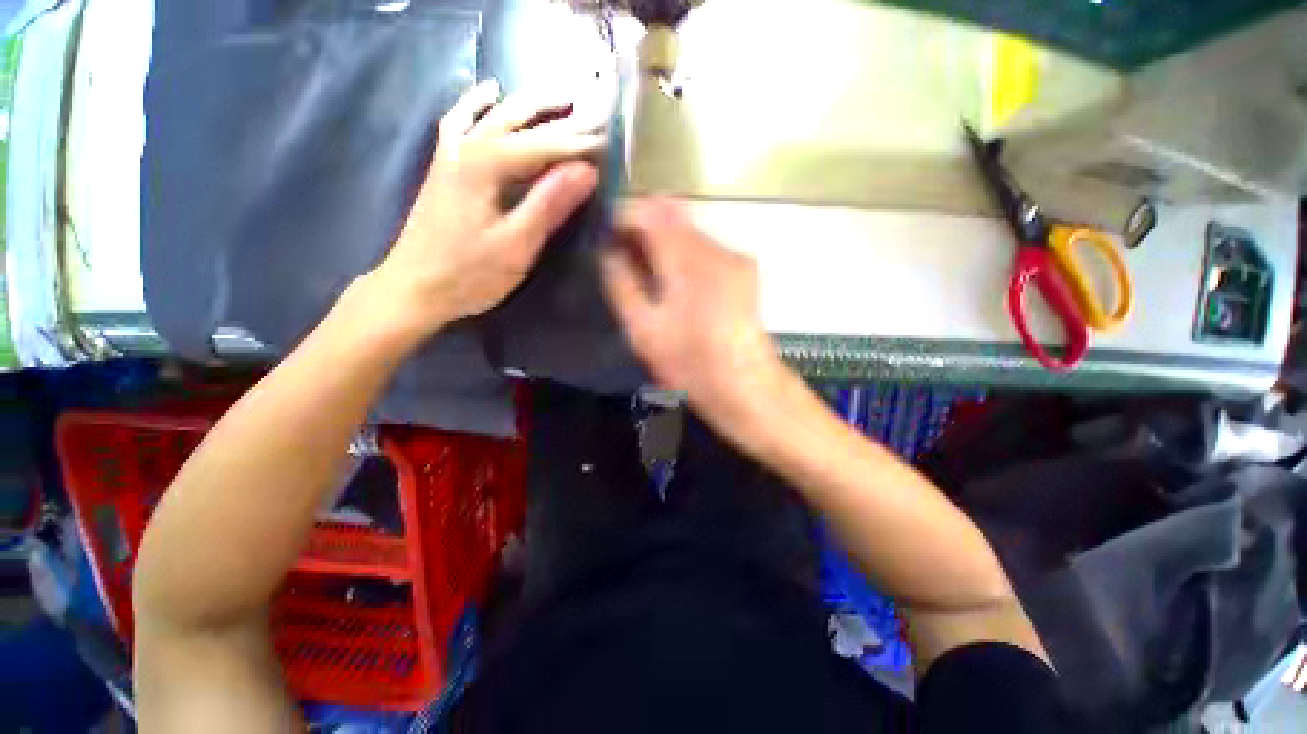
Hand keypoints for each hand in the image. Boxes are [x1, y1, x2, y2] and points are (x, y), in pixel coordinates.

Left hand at [364, 80, 600, 346]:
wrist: (414, 288)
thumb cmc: (470, 273)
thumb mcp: (517, 245)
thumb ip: (550, 204)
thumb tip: (587, 171)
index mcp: (487, 164)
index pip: (545, 144)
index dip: (580, 142)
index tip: (611, 140)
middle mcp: (468, 146)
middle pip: (520, 118)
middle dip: (561, 115)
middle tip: (596, 111)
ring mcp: (451, 152)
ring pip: (494, 113)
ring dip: (528, 103)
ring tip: (560, 98)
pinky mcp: (444, 165)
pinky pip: (461, 121)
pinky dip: (477, 103)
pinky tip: (489, 93)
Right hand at [601, 198, 784, 425]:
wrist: (747, 389)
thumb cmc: (690, 364)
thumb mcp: (643, 329)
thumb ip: (621, 283)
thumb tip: (609, 250)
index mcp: (687, 259)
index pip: (650, 211)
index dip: (623, 216)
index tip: (606, 236)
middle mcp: (715, 247)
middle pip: (672, 216)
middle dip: (643, 229)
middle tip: (623, 257)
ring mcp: (735, 257)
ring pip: (689, 232)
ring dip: (664, 243)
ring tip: (647, 273)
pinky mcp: (744, 271)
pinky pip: (706, 249)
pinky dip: (684, 256)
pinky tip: (677, 284)